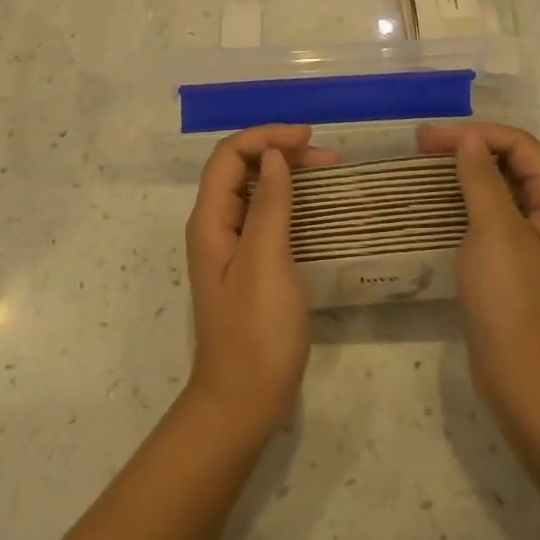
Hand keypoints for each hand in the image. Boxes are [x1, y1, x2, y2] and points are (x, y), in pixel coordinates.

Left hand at [183, 124, 338, 437]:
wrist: (244, 402)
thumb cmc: (256, 332)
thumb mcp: (266, 262)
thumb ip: (270, 205)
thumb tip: (273, 155)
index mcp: (210, 221)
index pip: (229, 156)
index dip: (265, 137)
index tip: (308, 138)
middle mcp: (216, 227)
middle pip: (241, 169)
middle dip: (279, 152)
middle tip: (326, 157)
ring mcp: (232, 248)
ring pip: (256, 191)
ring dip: (287, 174)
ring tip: (328, 172)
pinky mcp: (250, 266)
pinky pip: (267, 217)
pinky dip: (290, 201)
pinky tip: (316, 208)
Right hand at [418, 122, 539, 429]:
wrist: (525, 379)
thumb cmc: (513, 299)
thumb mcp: (495, 230)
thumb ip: (481, 178)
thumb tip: (469, 139)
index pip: (520, 145)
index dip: (476, 134)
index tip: (430, 139)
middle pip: (513, 162)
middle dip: (470, 147)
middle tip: (422, 146)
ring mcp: (537, 240)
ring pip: (502, 188)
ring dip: (467, 172)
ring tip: (426, 166)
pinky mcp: (518, 262)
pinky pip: (494, 215)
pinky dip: (468, 200)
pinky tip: (441, 203)